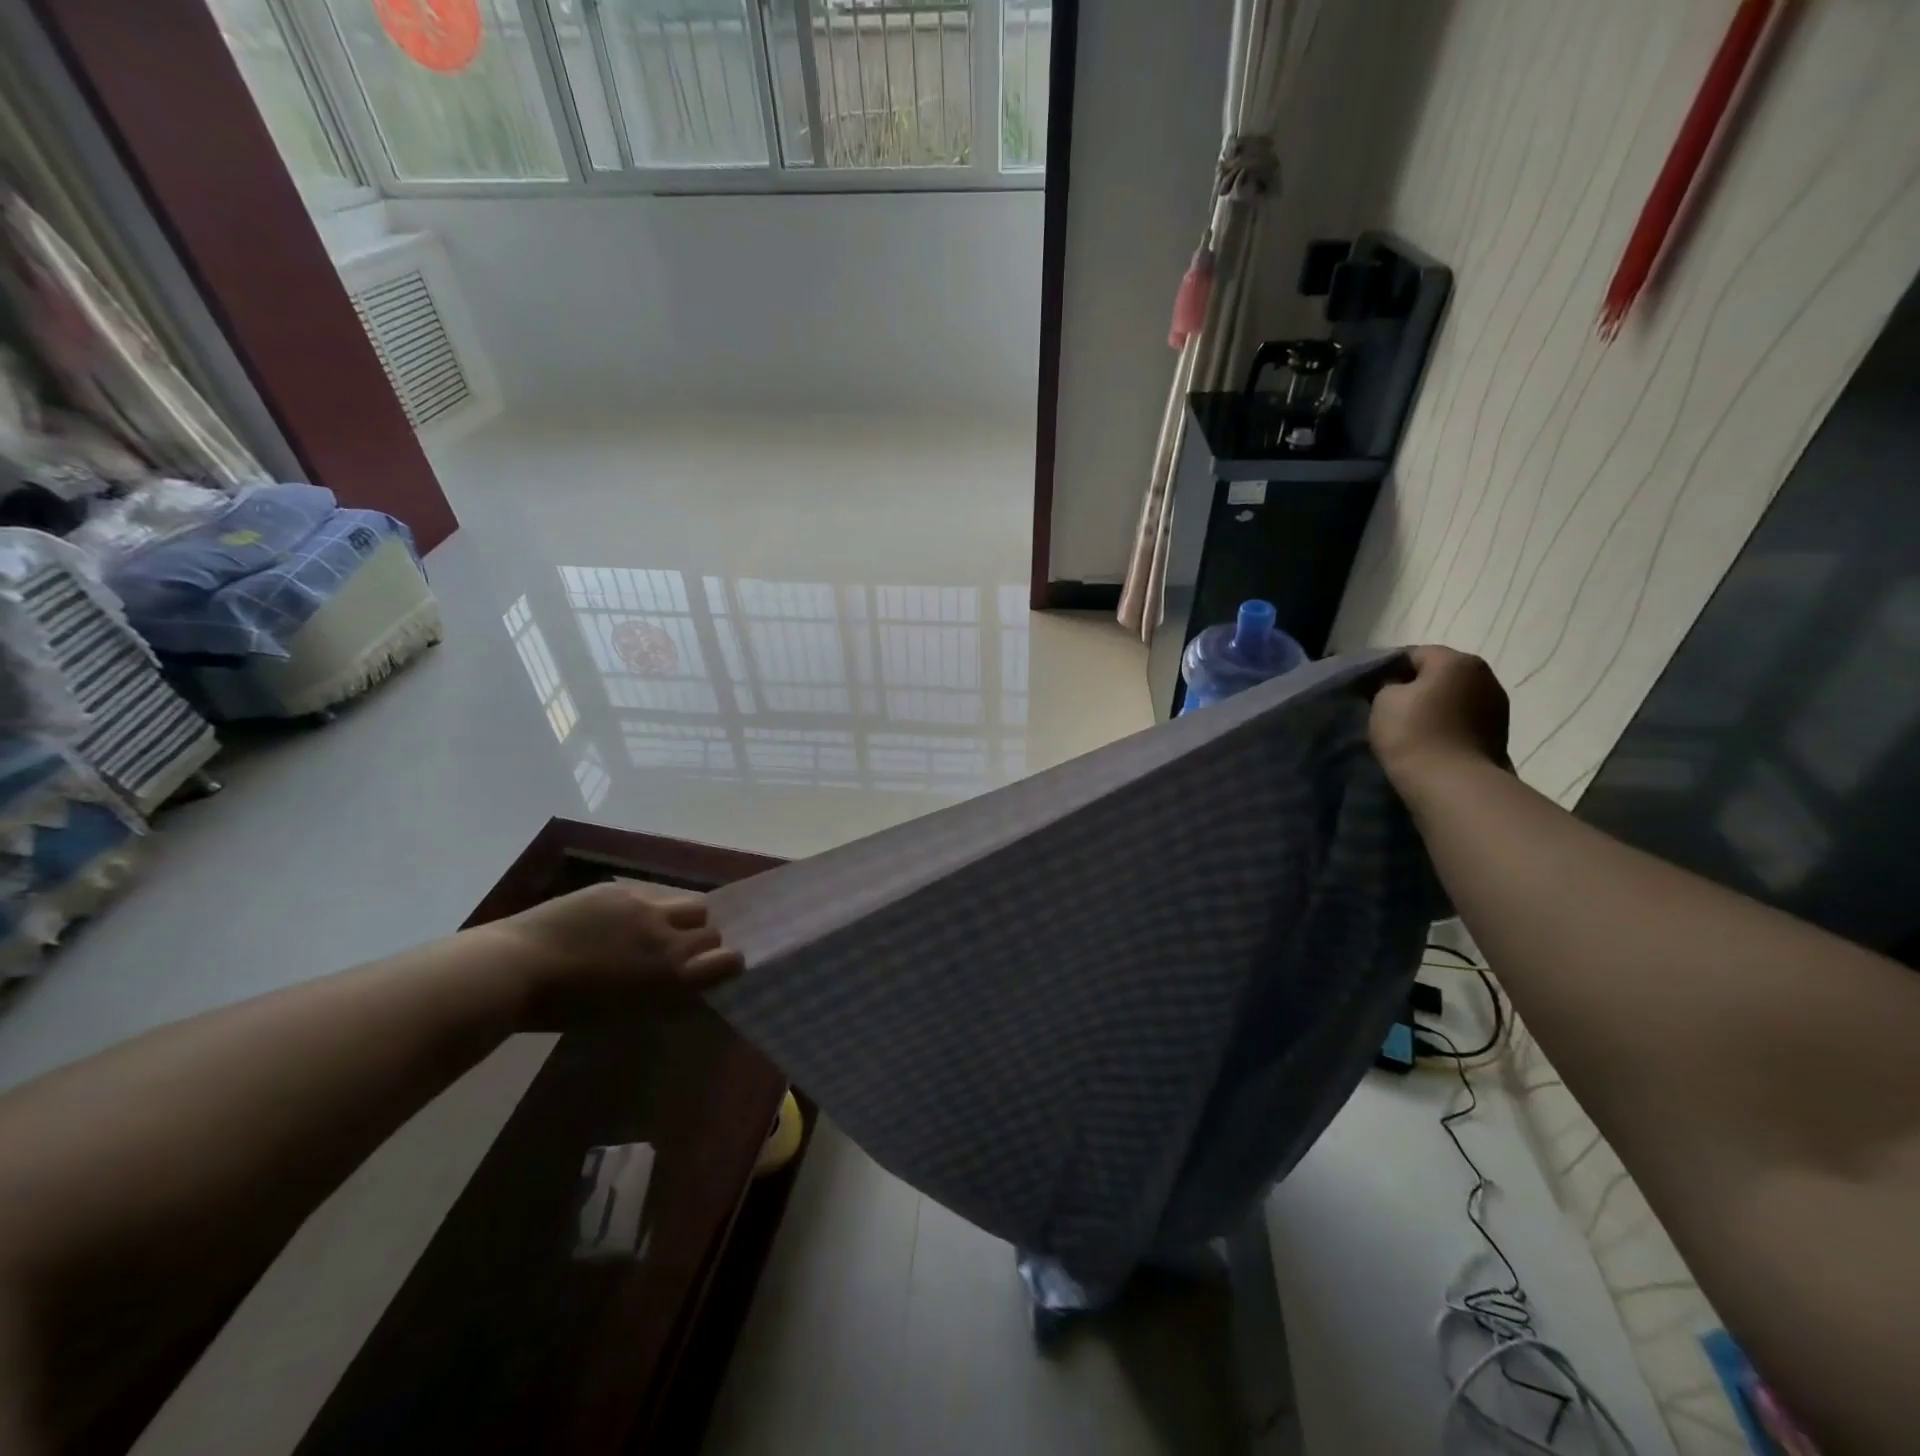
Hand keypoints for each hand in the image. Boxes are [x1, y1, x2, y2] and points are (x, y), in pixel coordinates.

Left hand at [490, 881, 744, 1028]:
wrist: (514, 968)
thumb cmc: (563, 1008)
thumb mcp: (622, 1012)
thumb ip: (661, 994)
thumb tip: (683, 986)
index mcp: (669, 975)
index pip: (726, 960)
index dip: (729, 963)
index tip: (723, 966)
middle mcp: (667, 937)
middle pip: (711, 929)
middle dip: (704, 940)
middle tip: (683, 950)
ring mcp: (645, 907)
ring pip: (689, 904)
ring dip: (684, 918)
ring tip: (659, 928)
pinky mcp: (620, 889)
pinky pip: (651, 894)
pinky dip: (647, 908)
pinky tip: (620, 920)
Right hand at [1369, 645, 1510, 795]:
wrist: (1451, 783)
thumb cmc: (1412, 732)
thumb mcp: (1384, 699)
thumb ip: (1388, 684)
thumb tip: (1397, 685)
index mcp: (1457, 661)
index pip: (1415, 653)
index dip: (1389, 668)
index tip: (1372, 688)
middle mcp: (1486, 676)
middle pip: (1441, 673)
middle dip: (1417, 686)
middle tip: (1390, 707)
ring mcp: (1498, 707)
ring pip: (1456, 697)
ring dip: (1437, 706)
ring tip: (1412, 727)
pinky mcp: (1500, 734)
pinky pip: (1466, 719)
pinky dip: (1449, 724)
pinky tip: (1432, 740)